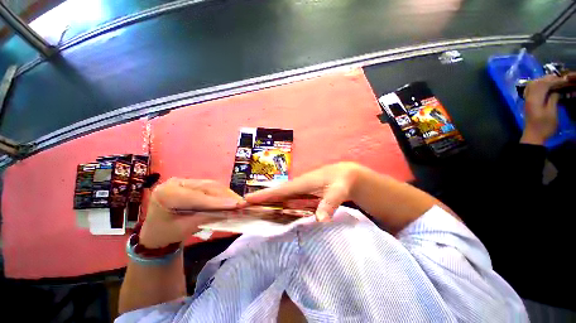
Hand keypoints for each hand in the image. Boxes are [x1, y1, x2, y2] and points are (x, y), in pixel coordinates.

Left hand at [139, 178, 244, 247]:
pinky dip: (222, 193)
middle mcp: (176, 182)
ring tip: (239, 201)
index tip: (236, 205)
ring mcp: (185, 181)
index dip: (217, 201)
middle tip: (241, 203)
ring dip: (227, 194)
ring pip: (211, 185)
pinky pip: (211, 187)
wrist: (156, 232)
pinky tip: (231, 199)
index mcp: (166, 193)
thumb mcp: (183, 229)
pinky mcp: (192, 184)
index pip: (196, 197)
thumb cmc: (165, 233)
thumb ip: (205, 218)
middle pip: (207, 187)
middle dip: (226, 195)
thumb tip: (229, 212)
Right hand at [245, 162, 361, 221]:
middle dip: (261, 200)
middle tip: (242, 208)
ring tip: (253, 212)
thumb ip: (330, 203)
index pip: (280, 190)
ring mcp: (301, 191)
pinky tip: (276, 214)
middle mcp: (298, 186)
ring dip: (268, 204)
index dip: (264, 195)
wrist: (347, 175)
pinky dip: (280, 206)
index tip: (246, 200)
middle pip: (276, 194)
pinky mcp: (304, 195)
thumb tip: (320, 220)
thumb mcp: (339, 190)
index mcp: (302, 183)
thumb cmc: (342, 180)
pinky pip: (289, 201)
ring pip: (281, 198)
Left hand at [521, 73, 574, 144]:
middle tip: (559, 78)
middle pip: (536, 83)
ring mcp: (527, 100)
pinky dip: (538, 85)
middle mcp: (528, 98)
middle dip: (548, 78)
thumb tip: (556, 90)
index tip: (564, 79)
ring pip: (533, 85)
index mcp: (534, 99)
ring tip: (554, 80)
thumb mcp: (552, 112)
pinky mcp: (528, 103)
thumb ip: (553, 99)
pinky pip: (531, 90)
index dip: (554, 80)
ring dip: (543, 81)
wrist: (533, 136)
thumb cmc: (544, 126)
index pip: (543, 84)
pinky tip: (545, 86)